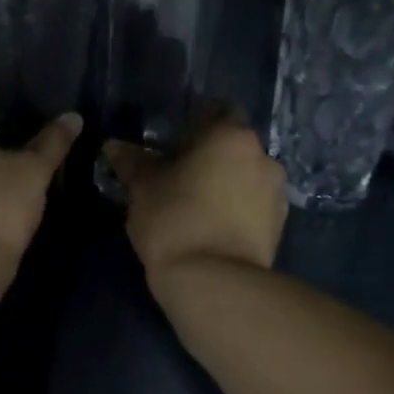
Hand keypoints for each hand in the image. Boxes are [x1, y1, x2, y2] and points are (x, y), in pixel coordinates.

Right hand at [103, 108, 286, 288]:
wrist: (214, 282)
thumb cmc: (175, 221)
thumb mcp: (144, 190)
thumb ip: (133, 162)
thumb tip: (113, 146)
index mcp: (231, 136)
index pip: (215, 112)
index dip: (192, 126)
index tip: (170, 147)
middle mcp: (263, 157)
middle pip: (232, 147)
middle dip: (209, 158)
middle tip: (177, 179)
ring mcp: (276, 193)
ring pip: (245, 178)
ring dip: (224, 185)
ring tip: (195, 209)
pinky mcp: (279, 227)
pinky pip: (253, 206)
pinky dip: (235, 211)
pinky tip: (211, 230)